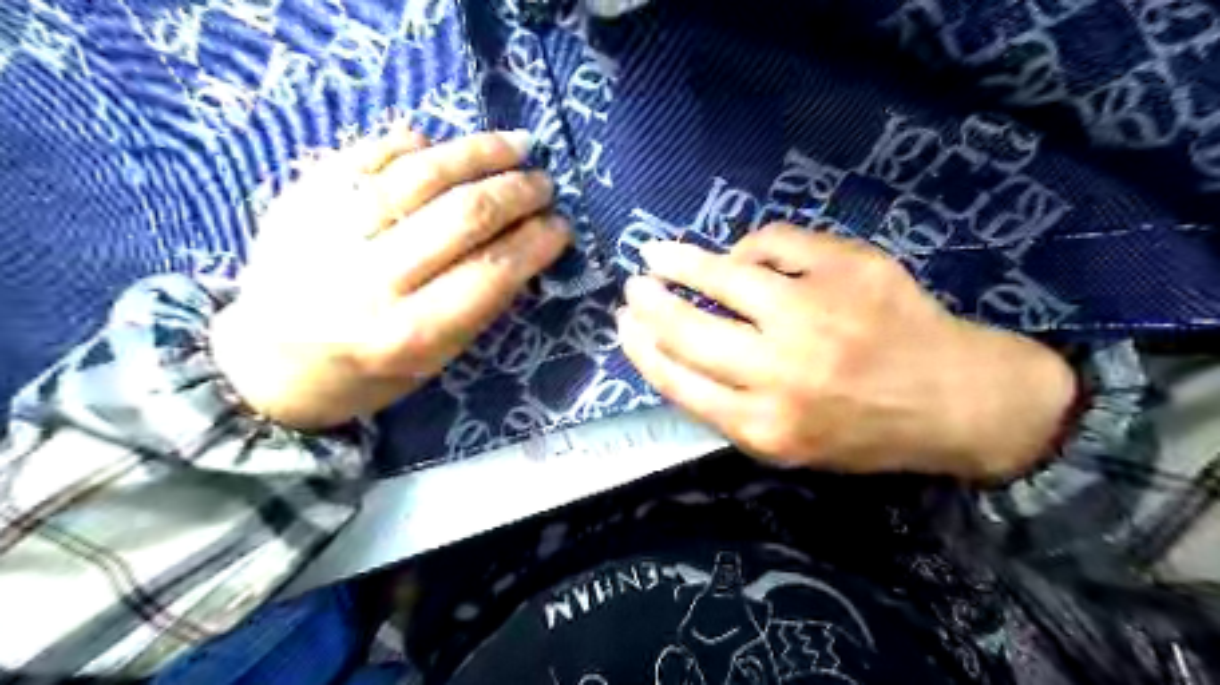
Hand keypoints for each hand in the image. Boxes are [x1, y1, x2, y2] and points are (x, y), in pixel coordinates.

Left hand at [211, 124, 573, 428]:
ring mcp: (329, 234)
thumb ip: (479, 304)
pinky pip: (367, 154)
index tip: (561, 226)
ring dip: (479, 153)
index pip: (491, 273)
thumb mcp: (435, 359)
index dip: (535, 242)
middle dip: (516, 192)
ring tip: (514, 146)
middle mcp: (369, 281)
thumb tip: (524, 243)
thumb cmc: (368, 373)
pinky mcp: (300, 200)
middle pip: (462, 216)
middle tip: (543, 183)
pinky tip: (442, 143)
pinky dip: (412, 143)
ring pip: (420, 174)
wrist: (268, 366)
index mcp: (408, 334)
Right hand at [620, 225, 1074, 480]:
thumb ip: (729, 407)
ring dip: (681, 261)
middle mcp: (782, 371)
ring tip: (658, 253)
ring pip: (724, 276)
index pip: (678, 380)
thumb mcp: (788, 445)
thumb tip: (681, 348)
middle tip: (633, 288)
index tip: (624, 327)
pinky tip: (740, 256)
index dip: (641, 349)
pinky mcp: (846, 269)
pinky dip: (749, 248)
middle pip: (689, 329)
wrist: (958, 402)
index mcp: (765, 425)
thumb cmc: (866, 431)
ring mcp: (815, 313)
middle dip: (650, 305)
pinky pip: (773, 245)